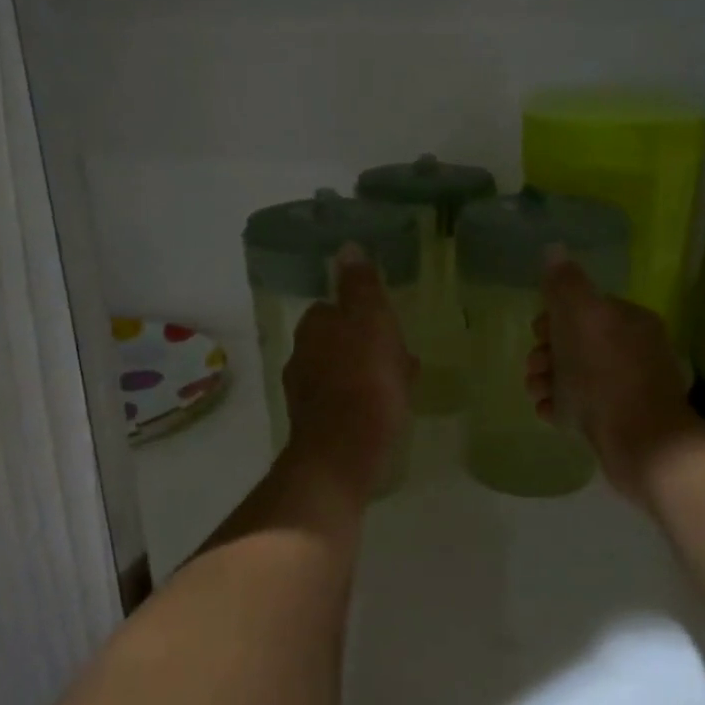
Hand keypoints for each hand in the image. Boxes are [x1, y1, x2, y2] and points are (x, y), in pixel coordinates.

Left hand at [281, 248, 416, 503]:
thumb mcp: (370, 322)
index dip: (362, 314)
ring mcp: (307, 396)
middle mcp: (301, 358)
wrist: (343, 455)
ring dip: (369, 373)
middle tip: (401, 355)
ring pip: (344, 373)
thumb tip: (347, 249)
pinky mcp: (317, 428)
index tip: (388, 325)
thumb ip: (360, 287)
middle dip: (366, 345)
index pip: (333, 308)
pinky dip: (366, 400)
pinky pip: (347, 403)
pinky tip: (388, 411)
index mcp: (313, 328)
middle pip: (338, 342)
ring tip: (403, 384)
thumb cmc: (364, 381)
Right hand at [527, 257, 704, 503]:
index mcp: (629, 321)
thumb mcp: (581, 317)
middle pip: (577, 343)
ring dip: (548, 381)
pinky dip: (561, 408)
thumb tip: (554, 249)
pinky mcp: (619, 422)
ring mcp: (627, 389)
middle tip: (536, 367)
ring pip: (576, 377)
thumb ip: (565, 284)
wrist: (642, 444)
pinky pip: (582, 408)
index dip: (555, 317)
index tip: (539, 332)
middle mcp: (633, 351)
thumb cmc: (607, 375)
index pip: (586, 308)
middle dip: (547, 353)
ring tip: (537, 393)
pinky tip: (549, 414)